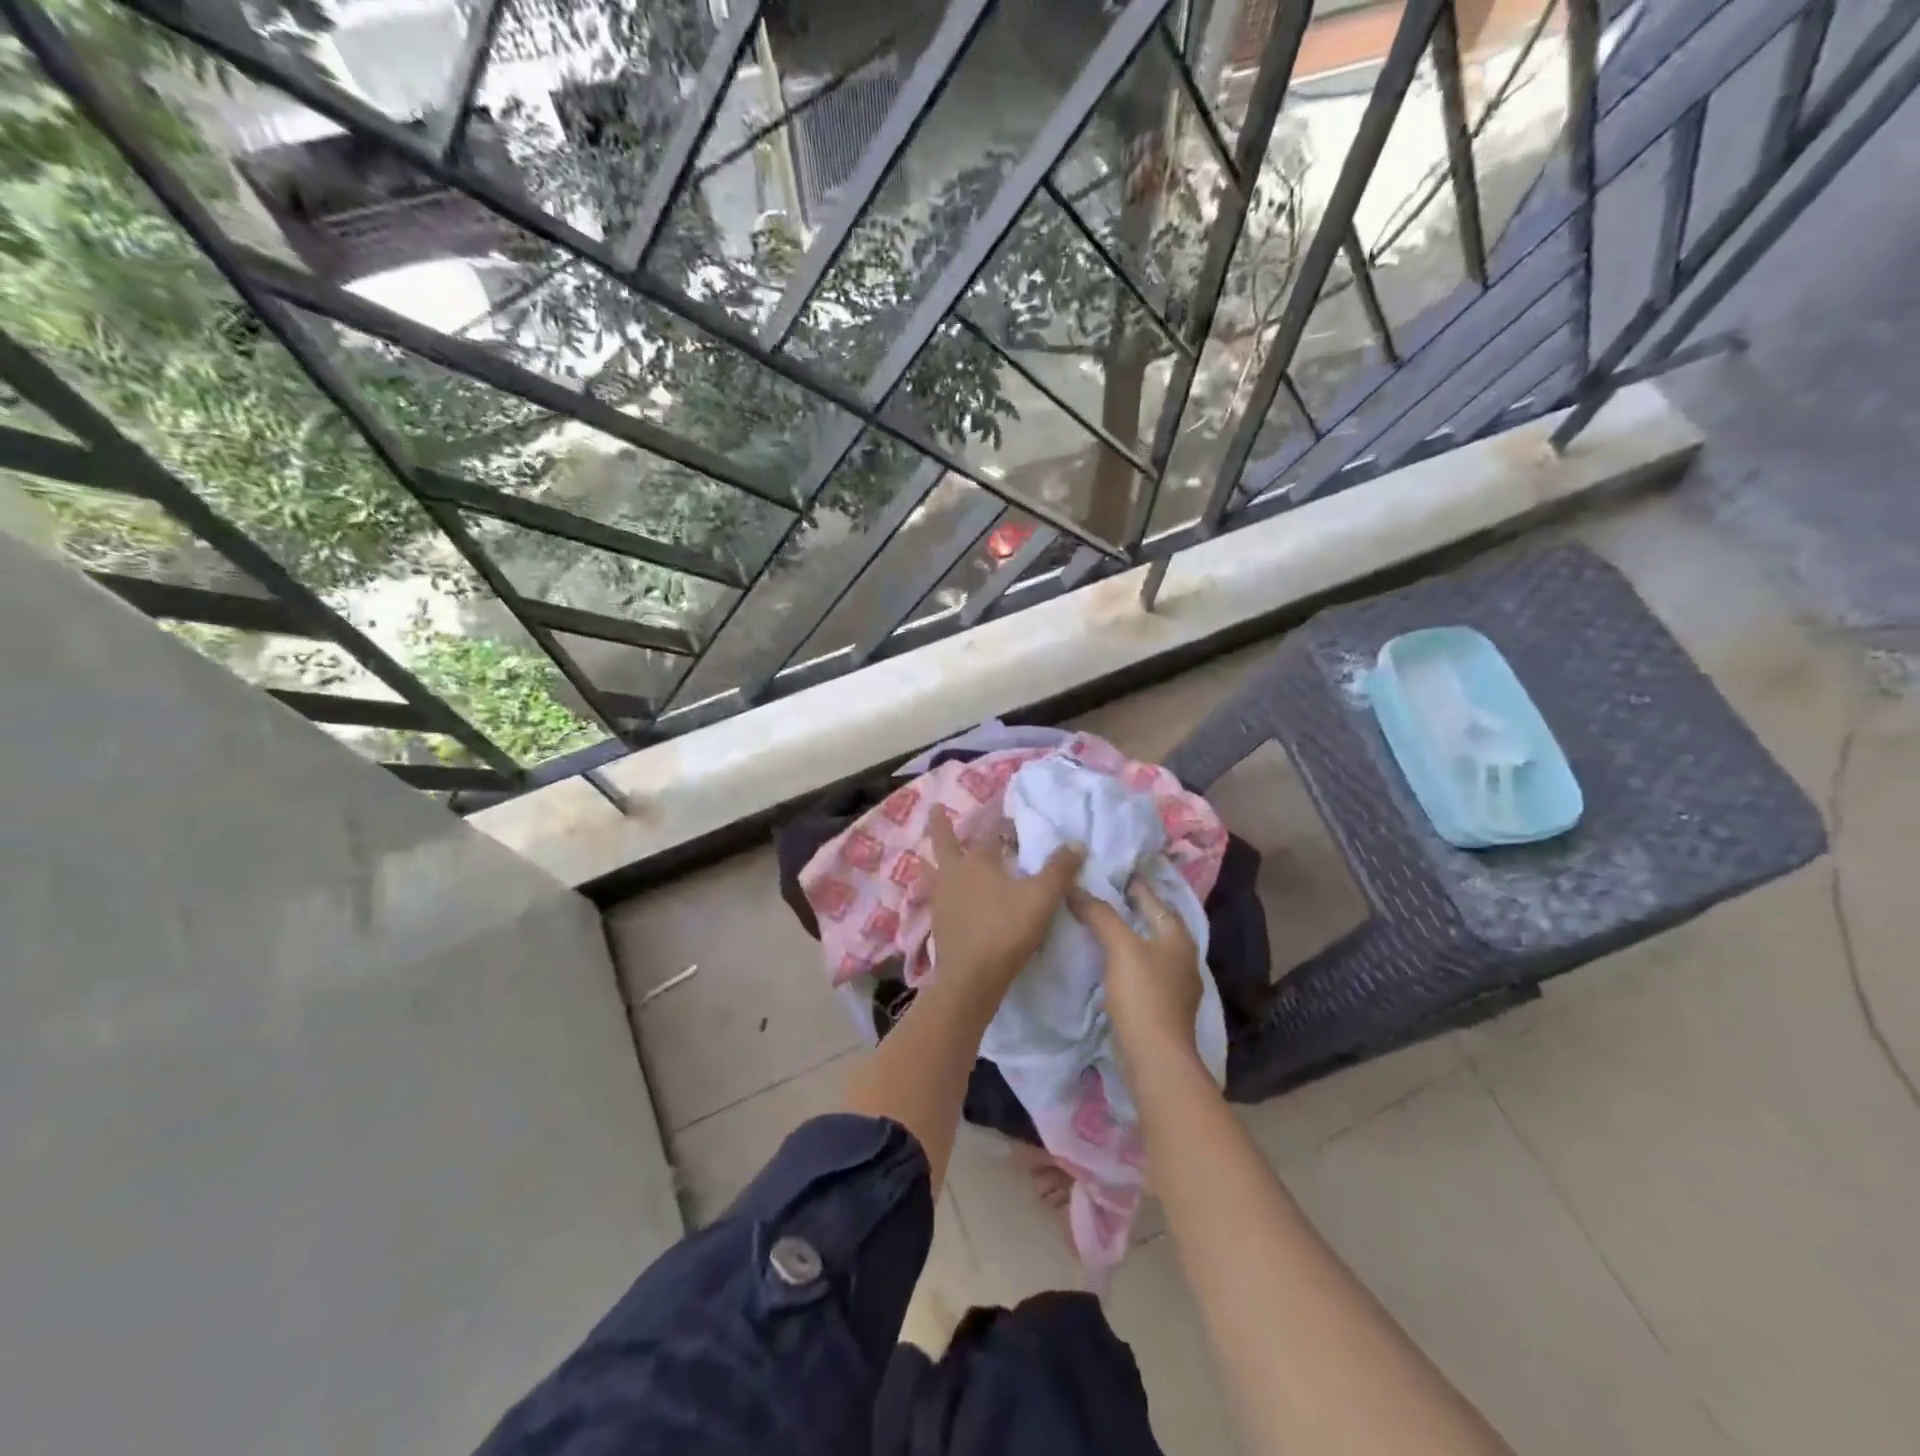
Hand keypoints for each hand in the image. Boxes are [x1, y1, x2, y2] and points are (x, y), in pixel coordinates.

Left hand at [928, 807, 1081, 1000]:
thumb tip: (1076, 843)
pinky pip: (933, 896)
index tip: (1006, 816)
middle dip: (940, 824)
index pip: (989, 832)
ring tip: (925, 854)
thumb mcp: (1042, 898)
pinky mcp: (937, 923)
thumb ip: (1059, 870)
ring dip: (930, 859)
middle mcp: (954, 873)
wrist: (970, 977)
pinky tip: (940, 896)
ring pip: (932, 870)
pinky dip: (935, 889)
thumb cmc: (1006, 930)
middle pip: (943, 842)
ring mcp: (941, 898)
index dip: (999, 823)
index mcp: (978, 860)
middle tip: (933, 807)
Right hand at [1071, 878, 1204, 1063]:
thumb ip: (1101, 915)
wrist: (1155, 1057)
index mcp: (1178, 938)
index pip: (1154, 900)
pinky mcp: (1161, 1006)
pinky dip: (1125, 959)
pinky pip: (1141, 970)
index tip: (1109, 871)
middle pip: (1153, 923)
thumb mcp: (1120, 947)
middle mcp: (1182, 957)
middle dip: (1130, 909)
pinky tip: (1107, 960)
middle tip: (1099, 895)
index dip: (1133, 885)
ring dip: (1127, 935)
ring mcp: (1174, 984)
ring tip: (1098, 924)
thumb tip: (1075, 888)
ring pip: (1147, 947)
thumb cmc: (1143, 995)